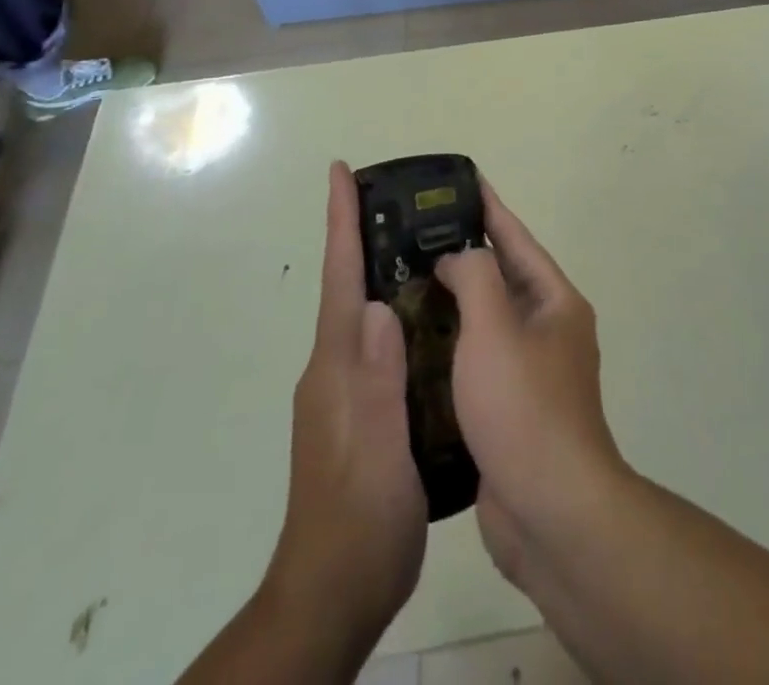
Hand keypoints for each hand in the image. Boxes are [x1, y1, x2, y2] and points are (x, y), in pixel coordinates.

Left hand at [267, 161, 426, 649]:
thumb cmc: (359, 520)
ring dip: (387, 271)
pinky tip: (433, 315)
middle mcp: (336, 367)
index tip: (340, 171)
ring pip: (367, 313)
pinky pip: (383, 343)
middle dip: (366, 234)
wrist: (334, 596)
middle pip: (351, 285)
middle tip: (404, 196)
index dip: (340, 221)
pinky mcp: (364, 411)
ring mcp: (347, 391)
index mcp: (337, 365)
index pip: (339, 277)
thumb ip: (375, 380)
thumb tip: (380, 305)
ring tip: (427, 241)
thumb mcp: (375, 452)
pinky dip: (402, 314)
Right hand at [434, 181, 628, 584]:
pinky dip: (451, 346)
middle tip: (417, 235)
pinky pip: (478, 361)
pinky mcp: (511, 410)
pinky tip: (415, 344)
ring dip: (453, 302)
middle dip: (464, 255)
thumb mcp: (496, 327)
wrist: (551, 513)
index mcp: (556, 303)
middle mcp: (549, 331)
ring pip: (487, 321)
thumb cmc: (524, 407)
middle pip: (502, 278)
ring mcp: (532, 373)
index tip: (464, 181)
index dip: (489, 207)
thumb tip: (459, 257)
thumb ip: (476, 276)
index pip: (517, 239)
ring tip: (407, 282)